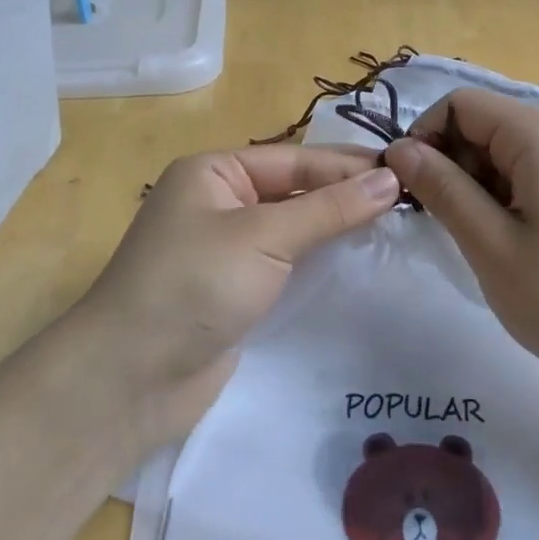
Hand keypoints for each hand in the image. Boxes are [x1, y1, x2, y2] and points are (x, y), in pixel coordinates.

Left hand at [71, 146, 402, 448]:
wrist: (129, 380)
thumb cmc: (193, 286)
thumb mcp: (264, 237)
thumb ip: (329, 209)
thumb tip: (390, 180)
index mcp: (215, 172)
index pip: (296, 160)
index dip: (349, 167)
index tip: (406, 172)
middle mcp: (220, 202)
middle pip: (295, 190)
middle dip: (346, 195)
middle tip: (409, 199)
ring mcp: (227, 249)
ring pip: (293, 228)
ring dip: (336, 228)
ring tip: (395, 227)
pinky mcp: (235, 291)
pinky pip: (286, 264)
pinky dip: (319, 262)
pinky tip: (357, 262)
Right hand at [383, 87, 538, 398]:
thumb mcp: (491, 246)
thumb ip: (441, 189)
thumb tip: (399, 149)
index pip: (458, 104)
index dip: (424, 139)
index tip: (409, 191)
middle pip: (483, 123)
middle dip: (451, 163)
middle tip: (444, 223)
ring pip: (504, 149)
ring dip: (477, 183)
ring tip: (480, 239)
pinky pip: (532, 168)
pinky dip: (506, 193)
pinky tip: (512, 240)